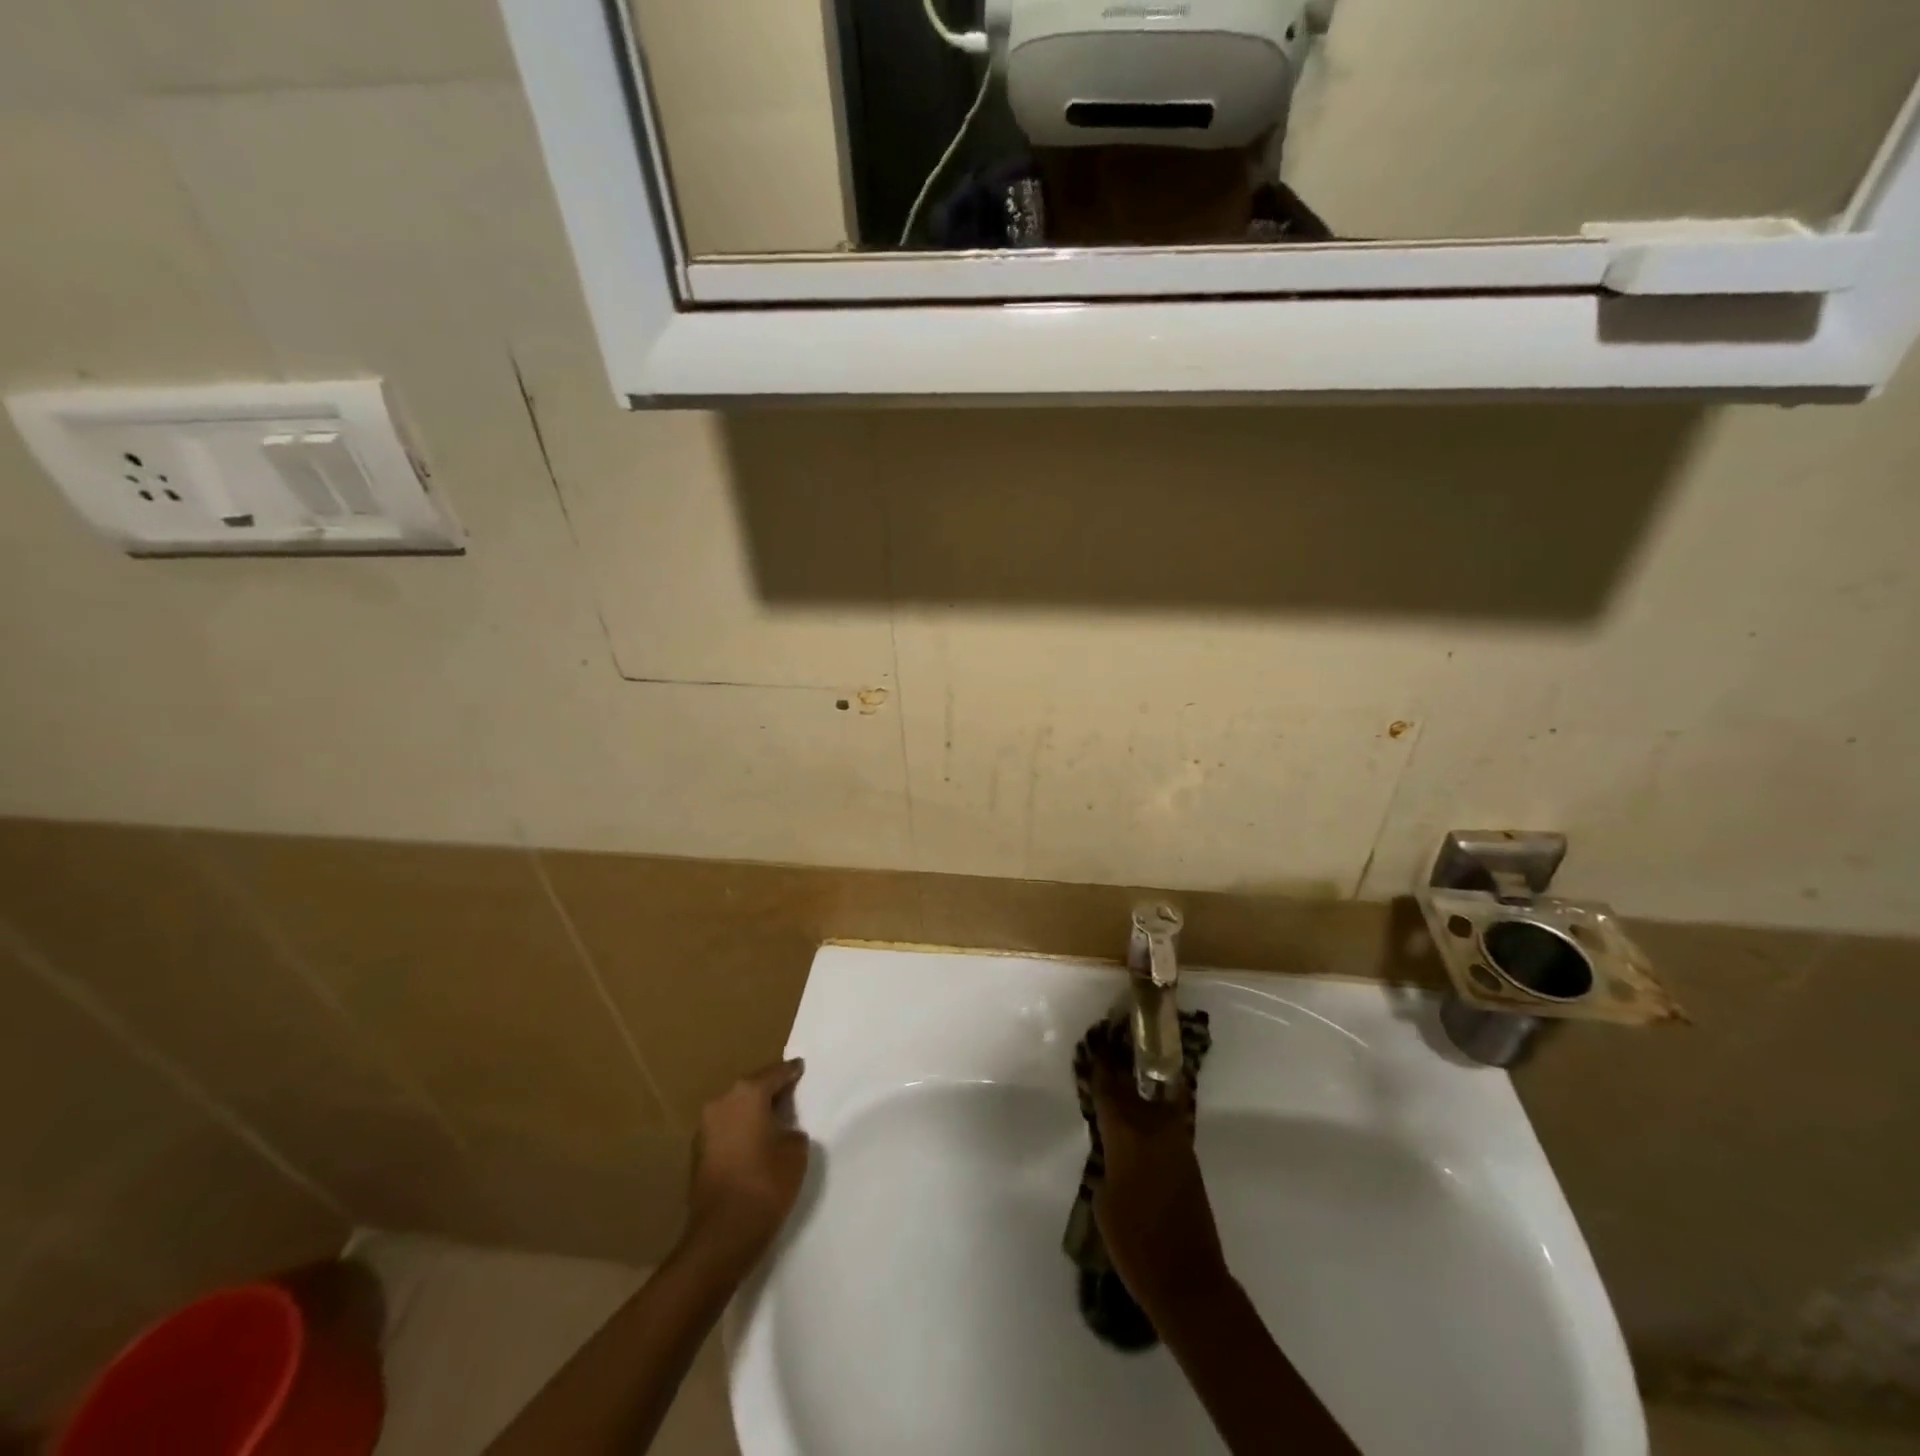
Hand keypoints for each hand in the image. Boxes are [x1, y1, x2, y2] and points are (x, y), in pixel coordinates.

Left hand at [685, 1059, 808, 1267]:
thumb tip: (782, 1130)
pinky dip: (741, 1131)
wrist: (722, 1235)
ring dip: (753, 1113)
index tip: (801, 1067)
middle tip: (791, 1096)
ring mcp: (705, 1127)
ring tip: (774, 1122)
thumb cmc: (765, 1184)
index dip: (792, 1072)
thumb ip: (792, 1130)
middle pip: (752, 1088)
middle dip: (770, 1091)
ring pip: (737, 1109)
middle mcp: (722, 1101)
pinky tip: (755, 1144)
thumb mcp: (796, 1151)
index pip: (776, 1073)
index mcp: (748, 1093)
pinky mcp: (698, 1153)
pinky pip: (727, 1130)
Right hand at [1090, 1053, 1229, 1322]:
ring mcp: (1176, 1143)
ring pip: (1154, 1101)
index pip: (1109, 1092)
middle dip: (1121, 1069)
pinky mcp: (1189, 1159)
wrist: (1188, 1281)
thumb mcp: (1104, 1201)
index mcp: (1127, 1138)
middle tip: (1108, 1049)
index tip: (1093, 1046)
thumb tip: (1114, 1148)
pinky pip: (1166, 1120)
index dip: (1099, 1068)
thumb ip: (1107, 1163)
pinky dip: (1154, 1108)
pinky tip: (1142, 1110)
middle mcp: (1154, 1130)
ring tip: (1124, 1073)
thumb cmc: (1136, 1245)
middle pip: (1134, 1088)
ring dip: (1140, 1086)